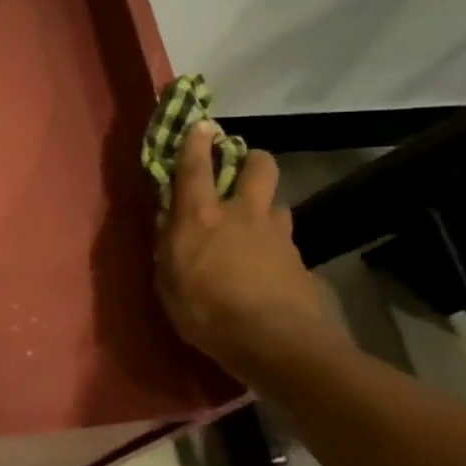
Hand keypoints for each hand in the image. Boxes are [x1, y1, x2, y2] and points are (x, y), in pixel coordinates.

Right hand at [155, 126, 339, 375]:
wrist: (274, 341)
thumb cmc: (206, 312)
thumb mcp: (168, 282)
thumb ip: (166, 247)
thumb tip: (166, 223)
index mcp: (201, 217)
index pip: (195, 167)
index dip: (196, 142)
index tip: (201, 124)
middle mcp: (242, 214)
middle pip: (258, 166)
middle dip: (250, 161)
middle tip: (241, 172)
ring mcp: (277, 234)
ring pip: (277, 204)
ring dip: (265, 209)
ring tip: (254, 230)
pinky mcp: (299, 260)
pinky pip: (285, 241)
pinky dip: (275, 247)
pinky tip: (268, 270)